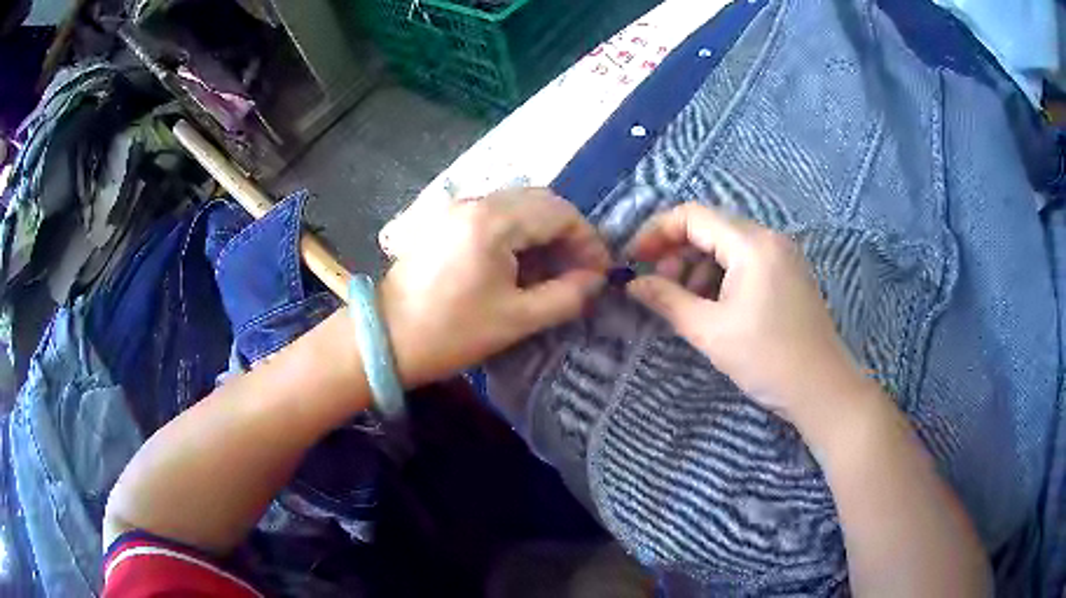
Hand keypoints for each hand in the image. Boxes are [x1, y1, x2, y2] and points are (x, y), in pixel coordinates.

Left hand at [379, 188, 609, 386]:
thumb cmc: (451, 333)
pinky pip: (495, 215)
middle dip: (568, 233)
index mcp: (494, 221)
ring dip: (543, 232)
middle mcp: (477, 202)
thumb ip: (565, 296)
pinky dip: (518, 233)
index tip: (600, 272)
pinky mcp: (446, 221)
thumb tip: (594, 281)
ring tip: (553, 270)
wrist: (385, 339)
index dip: (588, 240)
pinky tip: (520, 264)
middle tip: (579, 270)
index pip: (560, 213)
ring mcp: (457, 209)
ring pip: (518, 205)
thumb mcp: (517, 320)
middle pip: (540, 201)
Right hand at [625, 202, 873, 428]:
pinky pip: (745, 263)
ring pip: (727, 247)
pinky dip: (721, 278)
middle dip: (676, 253)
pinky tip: (713, 308)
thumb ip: (667, 300)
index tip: (633, 260)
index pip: (693, 216)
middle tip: (658, 288)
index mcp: (752, 244)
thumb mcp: (710, 331)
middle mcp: (770, 239)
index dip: (656, 233)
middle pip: (710, 228)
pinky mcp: (788, 275)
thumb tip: (632, 284)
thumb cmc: (767, 359)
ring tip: (685, 304)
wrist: (822, 389)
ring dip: (698, 268)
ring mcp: (783, 256)